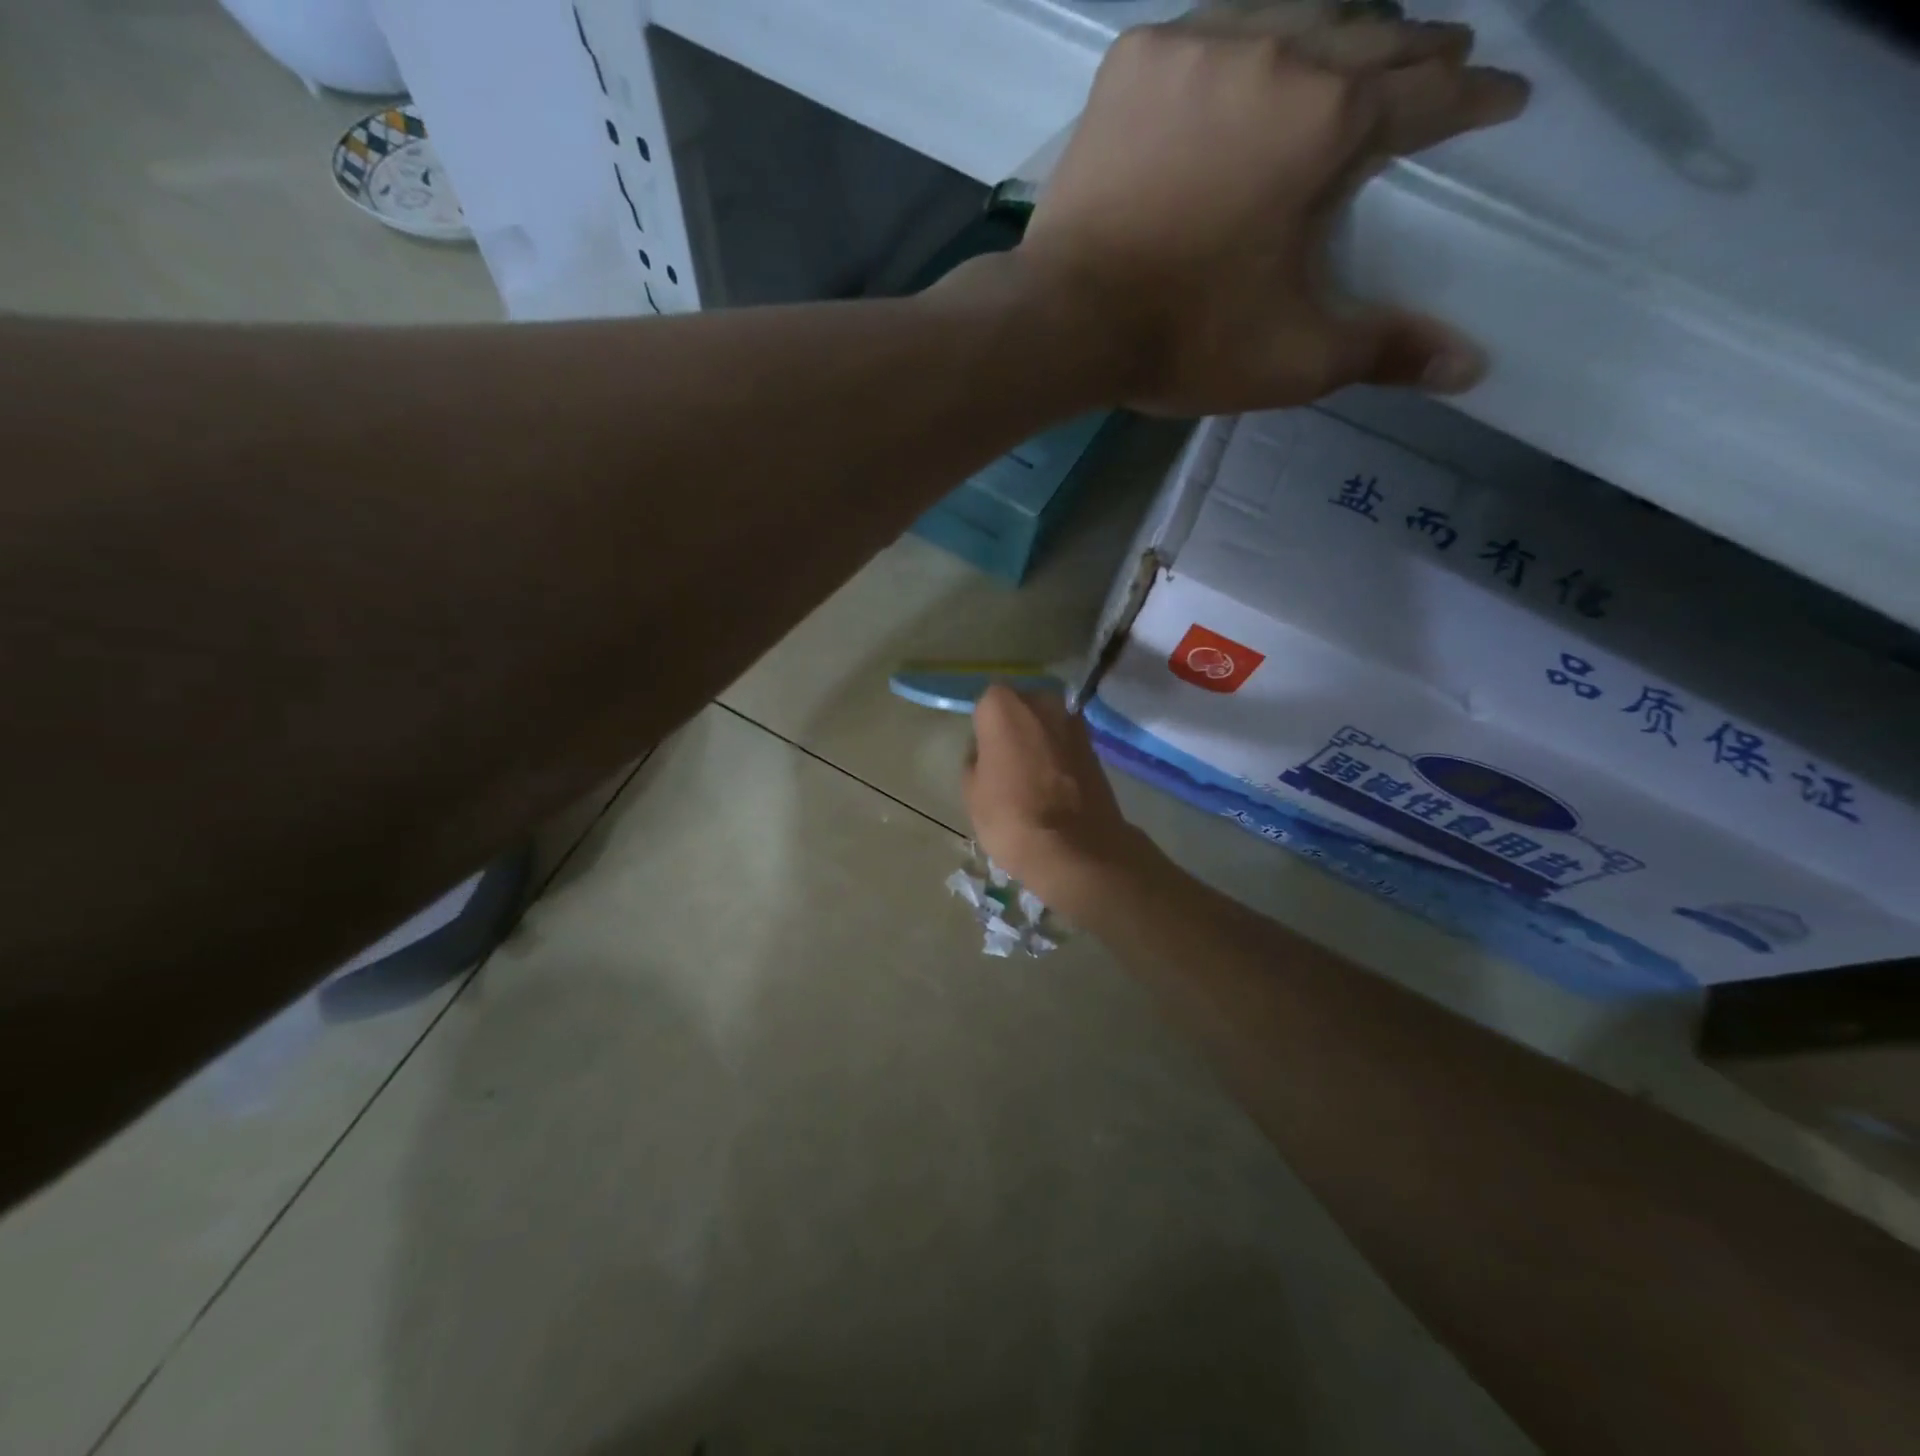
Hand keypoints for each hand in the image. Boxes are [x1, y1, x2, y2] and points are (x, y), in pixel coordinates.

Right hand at [964, 685, 1161, 922]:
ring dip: (1039, 742)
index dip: (984, 730)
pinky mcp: (1096, 746)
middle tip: (1006, 763)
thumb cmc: (1010, 816)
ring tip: (1031, 778)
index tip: (983, 755)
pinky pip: (1066, 745)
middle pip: (1021, 708)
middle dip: (1015, 728)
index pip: (986, 705)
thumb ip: (976, 759)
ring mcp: (1073, 722)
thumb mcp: (971, 790)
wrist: (1075, 848)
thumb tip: (988, 752)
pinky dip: (1059, 757)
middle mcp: (1042, 701)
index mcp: (1003, 705)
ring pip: (1046, 725)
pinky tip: (1053, 786)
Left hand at [1017, 2, 1529, 413]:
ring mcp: (1200, 45)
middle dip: (1414, 54)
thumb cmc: (1184, 340)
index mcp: (1330, 122)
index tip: (1505, 98)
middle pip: (1369, 35)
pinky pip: (1209, 27)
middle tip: (1437, 64)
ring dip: (1335, 28)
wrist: (1067, 322)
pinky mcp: (1135, 61)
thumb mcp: (1294, 359)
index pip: (1428, 98)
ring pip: (1291, 11)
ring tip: (1352, 48)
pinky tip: (1249, 55)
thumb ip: (1383, 351)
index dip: (1475, 100)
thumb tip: (1471, 368)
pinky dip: (1244, 38)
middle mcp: (1277, 53)